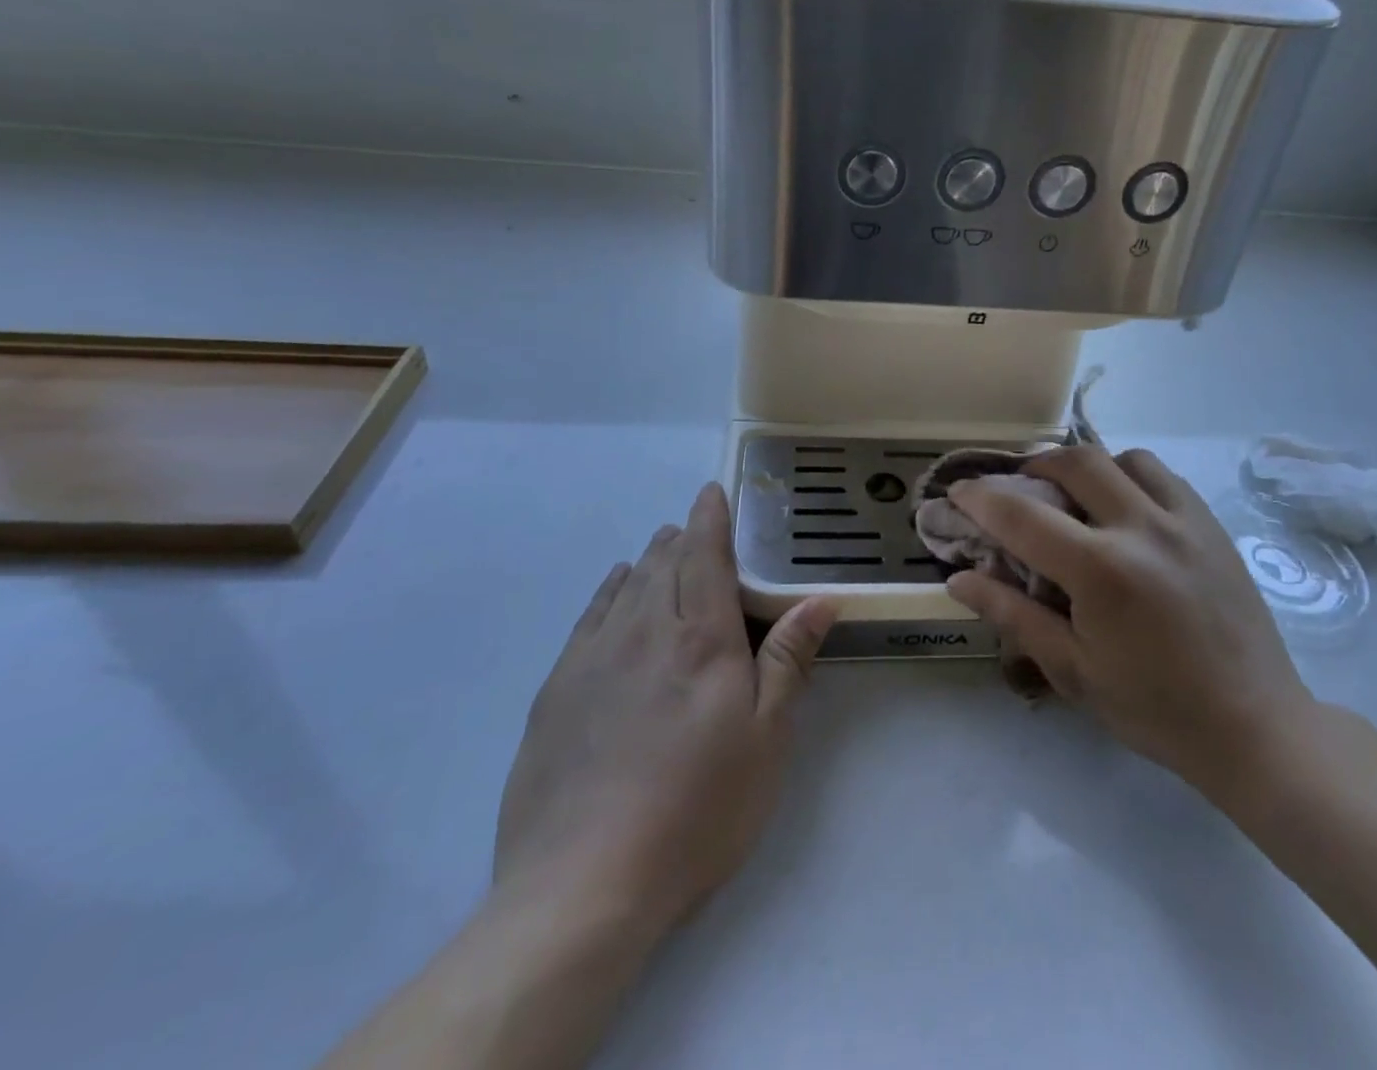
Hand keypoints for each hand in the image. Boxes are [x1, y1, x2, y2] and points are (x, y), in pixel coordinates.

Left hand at [494, 483, 838, 934]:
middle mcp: (645, 632)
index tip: (712, 491)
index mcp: (701, 639)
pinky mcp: (557, 691)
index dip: (710, 519)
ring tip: (661, 548)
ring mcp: (594, 659)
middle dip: (681, 537)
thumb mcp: (765, 740)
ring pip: (626, 585)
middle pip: (664, 564)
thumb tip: (819, 600)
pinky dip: (609, 591)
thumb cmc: (697, 810)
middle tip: (694, 527)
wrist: (582, 886)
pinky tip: (615, 590)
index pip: (705, 557)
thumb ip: (788, 660)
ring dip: (648, 559)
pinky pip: (588, 617)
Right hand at [945, 448, 1312, 808]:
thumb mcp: (1072, 670)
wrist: (1253, 726)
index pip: (1023, 516)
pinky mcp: (1212, 525)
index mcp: (1102, 571)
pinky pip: (1163, 476)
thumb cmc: (1154, 708)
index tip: (958, 491)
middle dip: (1034, 466)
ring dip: (1087, 468)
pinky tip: (1125, 510)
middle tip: (1017, 488)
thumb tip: (958, 579)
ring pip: (1123, 458)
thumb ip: (1013, 615)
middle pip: (1075, 462)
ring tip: (1075, 496)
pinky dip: (1130, 477)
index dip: (980, 498)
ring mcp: (1184, 521)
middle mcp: (1143, 528)